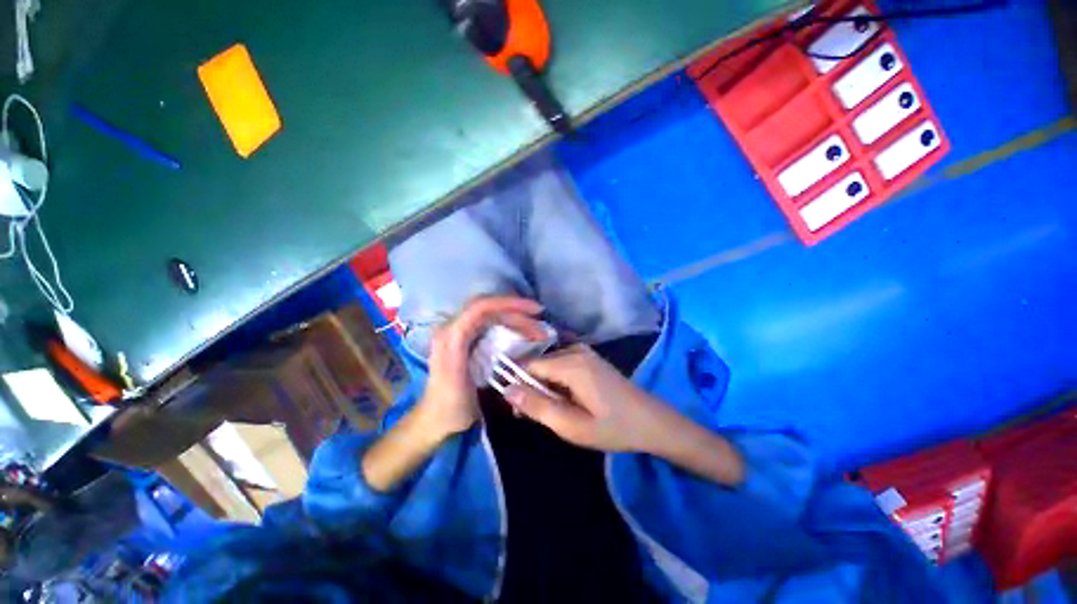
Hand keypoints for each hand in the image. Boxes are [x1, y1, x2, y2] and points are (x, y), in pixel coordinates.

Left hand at [416, 296, 545, 439]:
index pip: (481, 307)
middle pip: (489, 308)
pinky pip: (488, 322)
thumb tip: (519, 351)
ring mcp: (458, 332)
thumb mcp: (472, 388)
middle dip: (518, 312)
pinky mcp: (464, 339)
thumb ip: (488, 371)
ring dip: (515, 318)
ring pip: (490, 313)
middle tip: (541, 328)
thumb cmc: (453, 408)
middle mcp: (452, 328)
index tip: (535, 311)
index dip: (510, 304)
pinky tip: (521, 332)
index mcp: (451, 336)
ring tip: (536, 331)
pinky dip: (508, 323)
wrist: (436, 420)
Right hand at [503, 344, 664, 451]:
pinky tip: (562, 399)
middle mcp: (575, 350)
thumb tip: (507, 390)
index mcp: (570, 364)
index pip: (527, 365)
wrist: (651, 420)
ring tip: (550, 411)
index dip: (517, 385)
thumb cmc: (613, 427)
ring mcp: (583, 351)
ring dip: (542, 385)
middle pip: (538, 363)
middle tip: (533, 416)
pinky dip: (555, 380)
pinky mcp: (588, 357)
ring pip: (548, 364)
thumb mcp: (572, 426)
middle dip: (529, 387)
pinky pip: (561, 363)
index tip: (516, 410)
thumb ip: (537, 407)